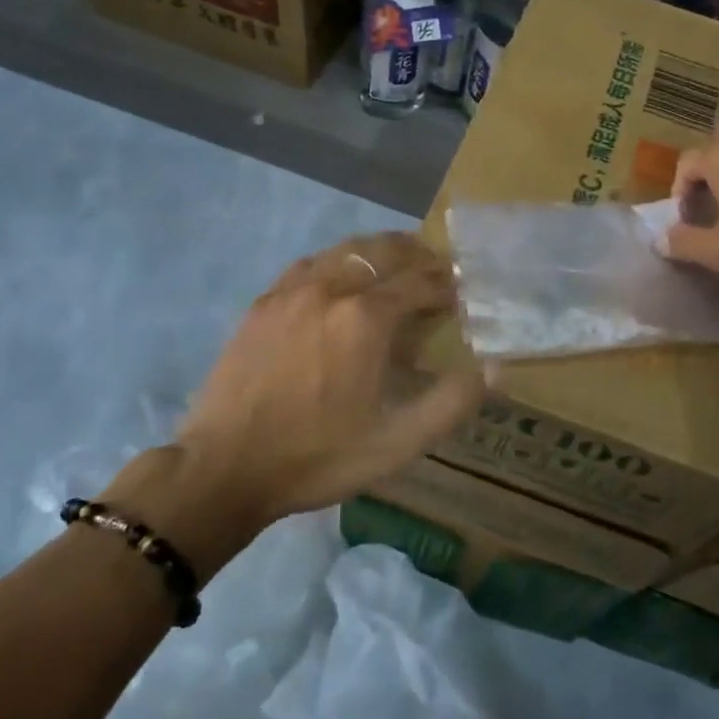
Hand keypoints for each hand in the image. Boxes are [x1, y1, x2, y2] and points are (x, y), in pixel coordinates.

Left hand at [155, 233, 482, 533]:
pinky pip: (311, 264)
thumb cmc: (318, 456)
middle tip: (437, 268)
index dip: (448, 284)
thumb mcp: (397, 443)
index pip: (421, 282)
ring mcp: (292, 291)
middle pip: (384, 251)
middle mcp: (331, 289)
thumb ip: (452, 402)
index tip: (463, 293)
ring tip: (396, 265)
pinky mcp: (264, 302)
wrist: (223, 467)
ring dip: (379, 252)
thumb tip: (495, 367)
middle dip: (418, 255)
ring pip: (345, 250)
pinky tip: (340, 278)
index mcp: (366, 318)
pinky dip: (339, 262)